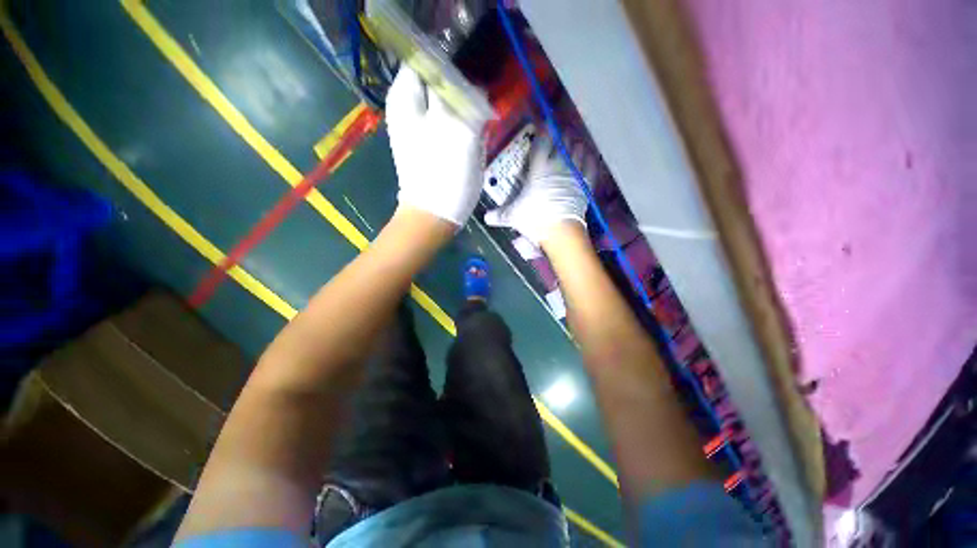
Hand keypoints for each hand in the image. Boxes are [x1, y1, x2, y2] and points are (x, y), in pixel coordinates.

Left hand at [386, 67, 486, 226]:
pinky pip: (451, 124)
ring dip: (466, 110)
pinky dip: (464, 126)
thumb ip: (467, 100)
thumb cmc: (443, 176)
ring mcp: (420, 127)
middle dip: (463, 89)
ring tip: (479, 125)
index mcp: (406, 96)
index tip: (477, 77)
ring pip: (448, 104)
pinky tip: (474, 140)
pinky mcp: (432, 144)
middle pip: (439, 81)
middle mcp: (408, 107)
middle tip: (481, 105)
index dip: (455, 63)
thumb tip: (478, 87)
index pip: (429, 58)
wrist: (434, 215)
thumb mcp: (459, 132)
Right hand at [484, 134, 596, 244]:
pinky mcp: (586, 184)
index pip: (543, 142)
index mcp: (540, 168)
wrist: (561, 231)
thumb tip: (485, 218)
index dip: (543, 132)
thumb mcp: (513, 217)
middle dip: (560, 136)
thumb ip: (499, 215)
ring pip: (577, 150)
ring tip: (571, 142)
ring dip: (574, 145)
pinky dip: (589, 159)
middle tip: (557, 136)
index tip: (542, 127)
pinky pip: (590, 166)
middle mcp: (559, 165)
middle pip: (562, 142)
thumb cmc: (536, 218)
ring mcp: (575, 174)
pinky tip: (588, 155)